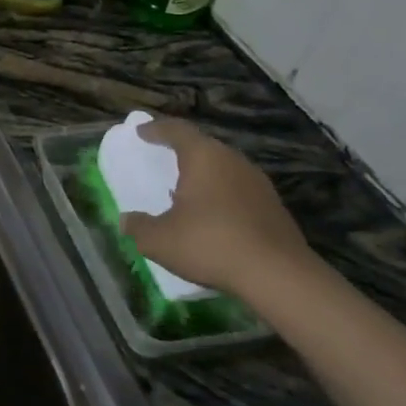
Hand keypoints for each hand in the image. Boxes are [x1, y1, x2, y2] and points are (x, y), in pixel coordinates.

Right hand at [120, 118, 314, 302]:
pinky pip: (238, 189)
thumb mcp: (159, 240)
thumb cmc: (210, 244)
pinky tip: (211, 215)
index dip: (156, 129)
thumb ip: (138, 226)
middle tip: (161, 158)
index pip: (176, 130)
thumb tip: (126, 220)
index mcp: (203, 157)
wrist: (279, 276)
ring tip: (184, 189)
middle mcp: (233, 161)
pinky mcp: (273, 207)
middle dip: (181, 150)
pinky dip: (220, 194)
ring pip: (223, 168)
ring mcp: (258, 183)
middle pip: (203, 146)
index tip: (141, 132)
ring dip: (203, 174)